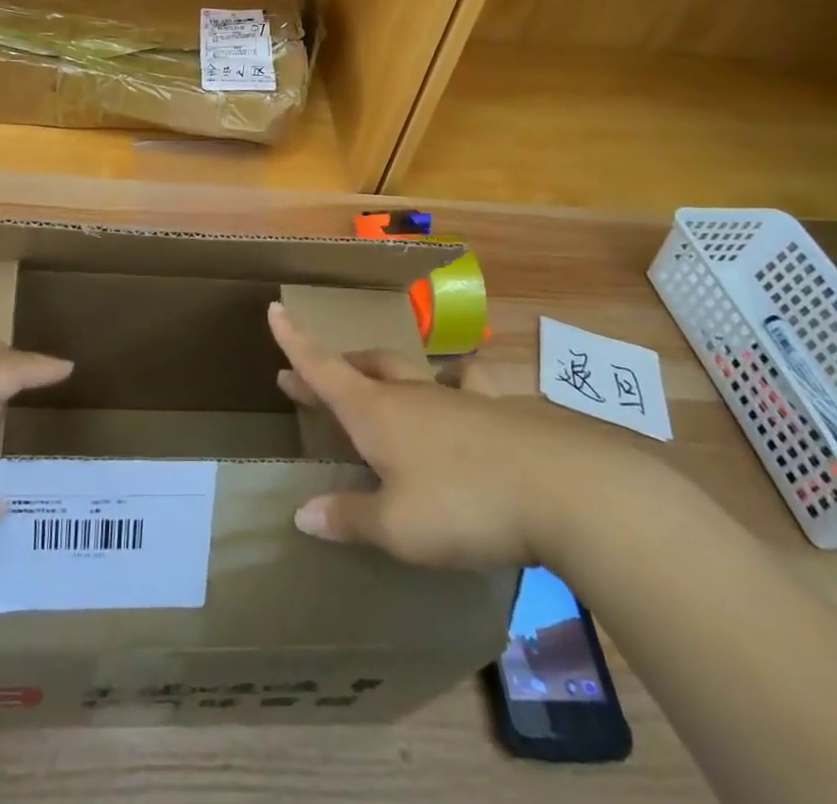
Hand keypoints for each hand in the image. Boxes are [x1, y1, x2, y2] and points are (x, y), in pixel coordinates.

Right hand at [270, 302, 634, 568]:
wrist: (561, 487)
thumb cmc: (464, 504)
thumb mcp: (397, 527)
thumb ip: (349, 518)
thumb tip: (302, 513)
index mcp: (375, 413)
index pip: (323, 367)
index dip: (295, 342)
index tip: (274, 309)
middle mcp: (408, 394)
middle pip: (359, 369)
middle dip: (327, 370)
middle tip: (301, 378)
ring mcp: (453, 396)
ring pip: (404, 371)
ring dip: (377, 373)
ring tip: (370, 380)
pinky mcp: (494, 408)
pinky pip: (465, 385)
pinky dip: (452, 383)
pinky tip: (460, 388)